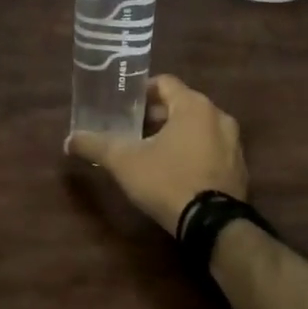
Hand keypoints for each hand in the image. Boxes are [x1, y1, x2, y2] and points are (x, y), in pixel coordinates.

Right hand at [67, 74, 246, 233]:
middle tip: (131, 130)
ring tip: (150, 151)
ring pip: (197, 128)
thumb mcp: (124, 162)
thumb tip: (68, 140)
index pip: (164, 83)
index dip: (141, 91)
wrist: (213, 225)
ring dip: (175, 134)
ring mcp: (234, 144)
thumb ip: (95, 146)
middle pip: (181, 105)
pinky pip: (210, 150)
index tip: (123, 105)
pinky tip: (174, 172)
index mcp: (194, 106)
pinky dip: (192, 152)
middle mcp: (219, 117)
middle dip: (156, 115)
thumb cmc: (168, 180)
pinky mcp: (239, 169)